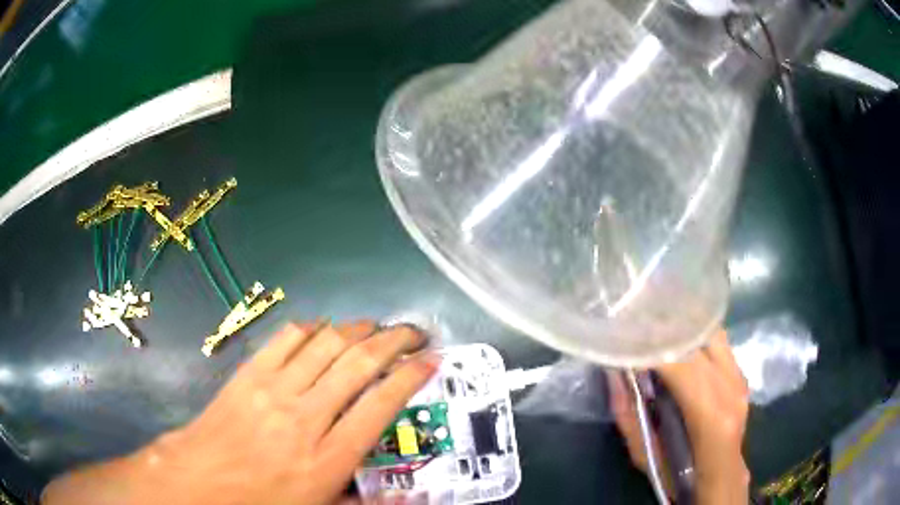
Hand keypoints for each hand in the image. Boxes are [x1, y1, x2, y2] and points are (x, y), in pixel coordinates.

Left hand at [42, 321, 438, 504]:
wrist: (200, 483)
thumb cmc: (263, 503)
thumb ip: (369, 504)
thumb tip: (416, 498)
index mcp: (329, 457)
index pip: (381, 404)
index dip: (411, 376)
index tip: (429, 361)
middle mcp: (306, 416)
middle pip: (359, 363)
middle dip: (394, 340)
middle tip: (413, 331)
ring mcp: (274, 389)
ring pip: (326, 343)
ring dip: (357, 329)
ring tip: (377, 326)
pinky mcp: (249, 374)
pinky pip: (287, 339)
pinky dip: (312, 328)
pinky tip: (324, 329)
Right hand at [610, 330, 749, 504]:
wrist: (721, 477)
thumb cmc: (679, 474)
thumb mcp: (644, 454)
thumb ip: (628, 414)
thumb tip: (615, 373)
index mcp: (709, 414)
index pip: (680, 364)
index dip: (651, 347)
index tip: (624, 338)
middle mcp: (731, 387)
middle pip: (698, 339)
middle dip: (665, 330)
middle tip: (637, 328)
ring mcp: (740, 378)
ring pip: (712, 333)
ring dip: (683, 330)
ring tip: (658, 332)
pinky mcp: (742, 375)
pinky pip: (720, 343)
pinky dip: (697, 338)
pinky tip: (680, 345)